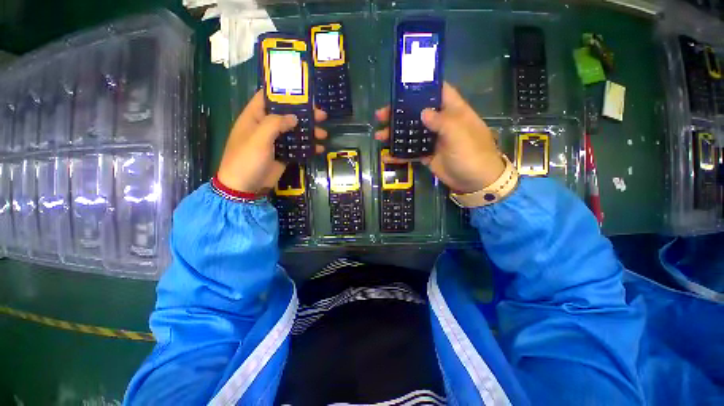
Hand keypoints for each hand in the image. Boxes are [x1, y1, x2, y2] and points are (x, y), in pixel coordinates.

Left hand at [216, 90, 327, 193]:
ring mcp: (275, 142)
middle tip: (322, 116)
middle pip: (287, 115)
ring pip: (295, 132)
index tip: (302, 93)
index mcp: (255, 117)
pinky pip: (297, 148)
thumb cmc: (247, 159)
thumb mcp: (259, 138)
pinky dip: (308, 148)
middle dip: (305, 114)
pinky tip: (319, 148)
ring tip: (323, 134)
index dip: (284, 93)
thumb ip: (276, 124)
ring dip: (310, 132)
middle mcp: (265, 126)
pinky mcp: (282, 155)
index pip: (268, 97)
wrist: (245, 187)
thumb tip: (294, 117)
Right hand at [375, 83, 504, 193]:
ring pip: (411, 133)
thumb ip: (441, 121)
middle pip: (418, 113)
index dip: (422, 87)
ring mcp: (433, 140)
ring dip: (395, 134)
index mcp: (453, 111)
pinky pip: (411, 152)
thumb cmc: (472, 154)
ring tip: (379, 136)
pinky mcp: (428, 155)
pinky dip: (399, 155)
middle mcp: (441, 123)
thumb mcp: (459, 134)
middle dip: (399, 113)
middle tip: (381, 115)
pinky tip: (386, 156)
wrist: (475, 182)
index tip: (403, 88)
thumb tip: (423, 112)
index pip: (438, 92)